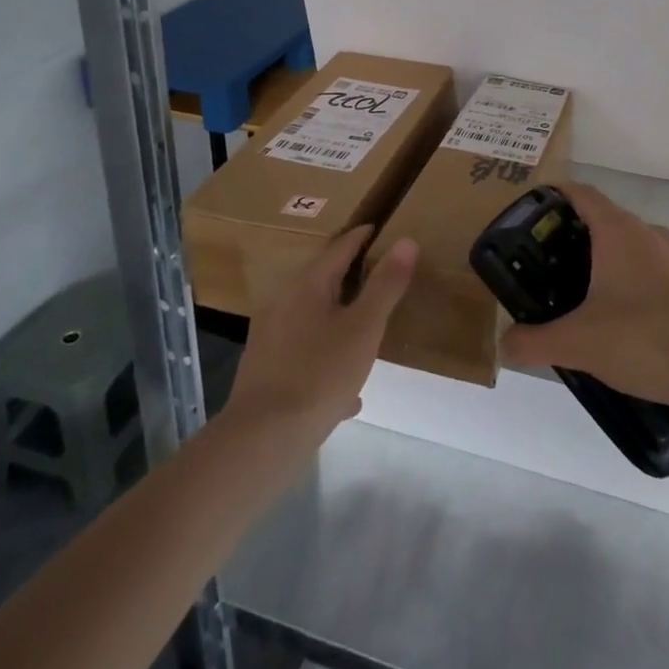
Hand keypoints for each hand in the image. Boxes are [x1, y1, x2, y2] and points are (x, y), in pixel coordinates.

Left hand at [225, 226, 417, 441]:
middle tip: (376, 278)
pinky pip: (304, 352)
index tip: (376, 229)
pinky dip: (326, 357)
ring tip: (364, 335)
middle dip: (349, 278)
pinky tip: (345, 393)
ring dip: (338, 320)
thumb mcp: (364, 327)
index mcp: (307, 285)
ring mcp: (270, 337)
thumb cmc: (320, 373)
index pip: (338, 248)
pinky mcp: (264, 370)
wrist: (262, 438)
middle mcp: (283, 302)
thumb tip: (406, 241)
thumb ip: (386, 284)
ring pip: (312, 318)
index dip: (360, 237)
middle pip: (321, 281)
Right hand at [499, 184, 668, 413]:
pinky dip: (637, 288)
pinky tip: (629, 327)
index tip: (531, 215)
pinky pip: (657, 275)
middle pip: (604, 221)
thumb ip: (535, 342)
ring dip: (608, 266)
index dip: (553, 197)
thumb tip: (505, 345)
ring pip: (633, 249)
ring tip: (586, 302)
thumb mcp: (579, 344)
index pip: (580, 193)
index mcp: (618, 231)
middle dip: (575, 240)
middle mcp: (649, 234)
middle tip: (548, 269)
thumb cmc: (646, 339)